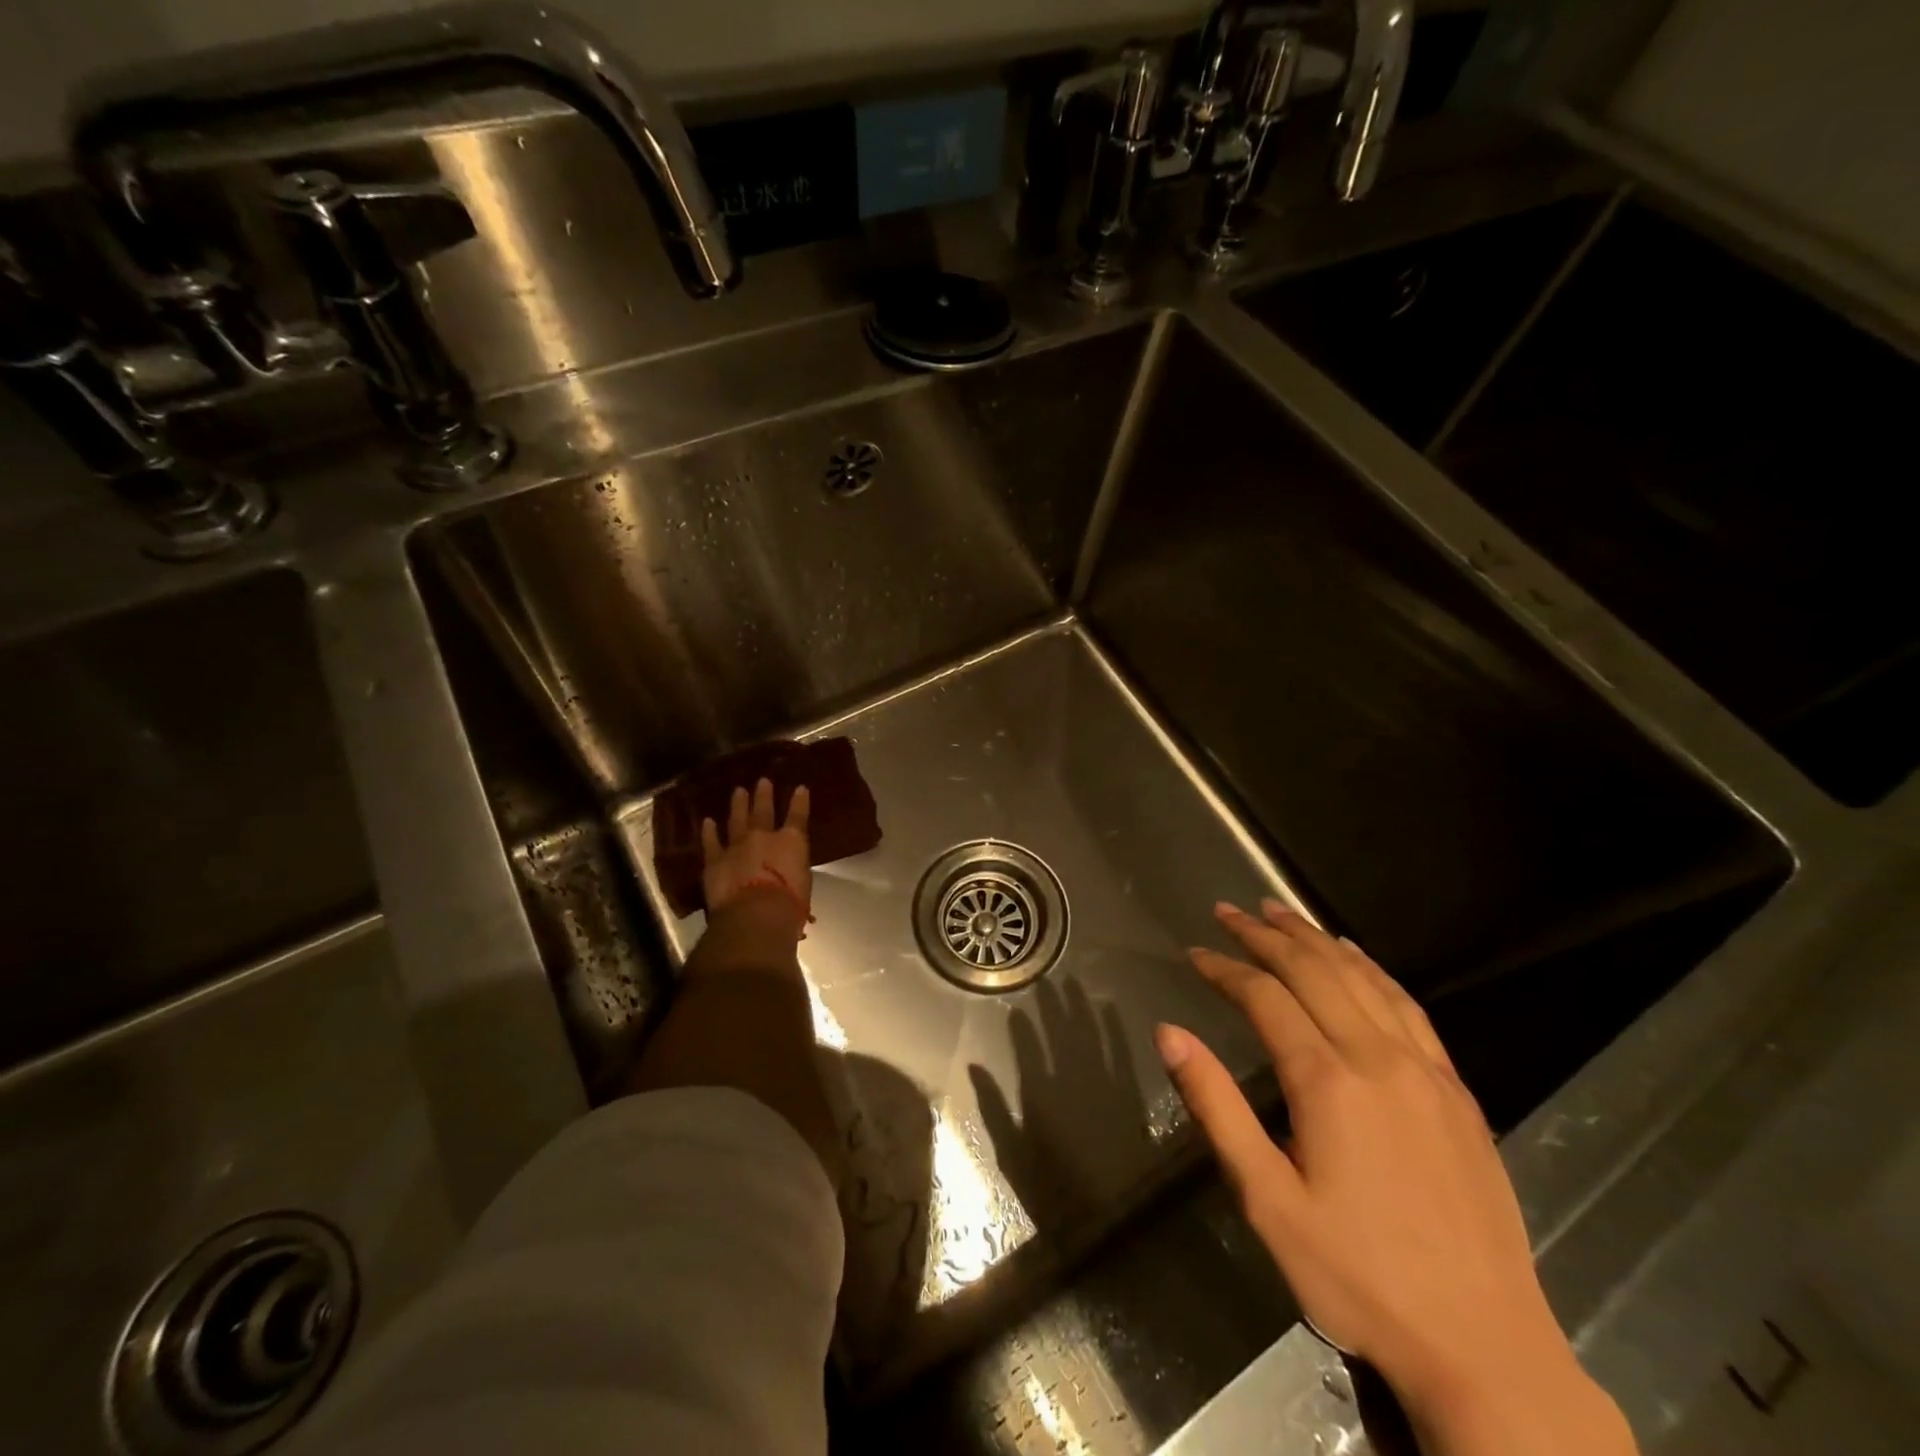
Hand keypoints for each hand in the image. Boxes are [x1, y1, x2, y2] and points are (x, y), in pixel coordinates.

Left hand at [700, 777, 811, 935]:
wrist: (755, 915)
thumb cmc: (789, 905)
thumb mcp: (804, 884)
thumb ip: (794, 870)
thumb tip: (789, 869)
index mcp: (792, 842)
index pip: (798, 816)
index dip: (800, 801)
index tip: (800, 788)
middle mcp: (764, 837)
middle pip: (763, 810)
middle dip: (764, 795)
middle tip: (763, 781)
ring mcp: (737, 846)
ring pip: (737, 819)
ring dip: (738, 805)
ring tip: (739, 791)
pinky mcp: (715, 860)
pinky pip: (711, 842)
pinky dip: (709, 832)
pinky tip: (708, 821)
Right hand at [1156, 900, 1635, 1455]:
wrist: (1485, 1347)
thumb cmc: (1357, 1276)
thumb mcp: (1267, 1199)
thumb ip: (1216, 1107)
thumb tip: (1169, 1033)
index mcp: (1326, 1082)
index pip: (1264, 997)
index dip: (1225, 968)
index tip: (1195, 953)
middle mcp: (1377, 1058)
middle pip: (1313, 971)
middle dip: (1265, 935)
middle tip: (1229, 910)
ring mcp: (1425, 1069)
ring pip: (1361, 978)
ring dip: (1315, 939)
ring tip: (1280, 911)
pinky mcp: (1457, 1089)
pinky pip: (1408, 1006)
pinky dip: (1372, 969)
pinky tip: (1355, 956)